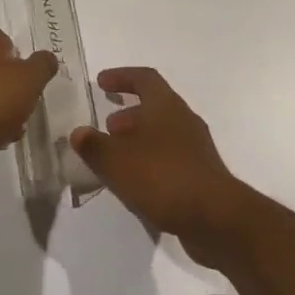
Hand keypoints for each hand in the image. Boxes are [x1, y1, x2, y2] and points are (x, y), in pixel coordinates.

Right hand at [71, 67, 249, 263]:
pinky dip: (148, 162)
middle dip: (128, 114)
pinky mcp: (199, 174)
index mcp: (166, 106)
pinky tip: (134, 183)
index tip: (101, 82)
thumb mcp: (118, 161)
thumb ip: (95, 146)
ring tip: (115, 159)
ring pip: (161, 134)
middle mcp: (183, 120)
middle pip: (154, 106)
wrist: (215, 217)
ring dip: (137, 140)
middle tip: (106, 127)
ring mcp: (195, 148)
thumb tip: (79, 132)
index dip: (122, 77)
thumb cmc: (163, 177)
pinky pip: (168, 158)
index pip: (144, 78)